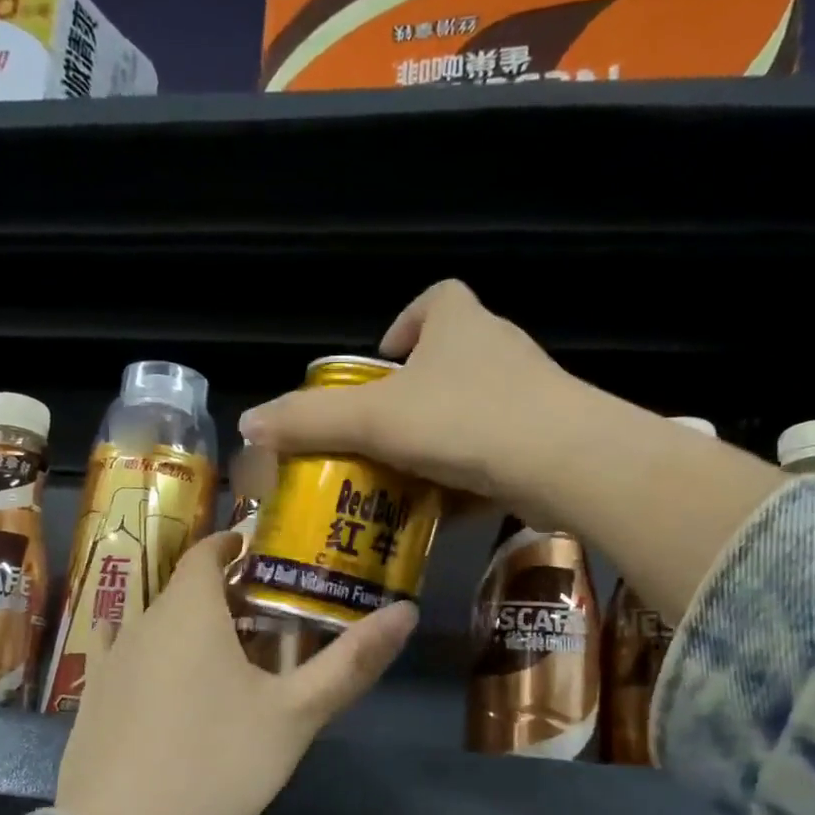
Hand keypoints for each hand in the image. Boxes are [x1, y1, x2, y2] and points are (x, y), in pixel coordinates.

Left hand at [54, 531, 417, 814]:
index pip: (206, 553)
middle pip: (184, 591)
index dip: (233, 546)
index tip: (260, 552)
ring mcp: (109, 662)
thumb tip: (407, 611)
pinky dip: (151, 658)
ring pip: (155, 626)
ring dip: (188, 628)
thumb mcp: (295, 715)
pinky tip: (164, 684)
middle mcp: (141, 623)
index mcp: (189, 611)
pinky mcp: (89, 701)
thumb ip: (351, 662)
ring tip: (223, 655)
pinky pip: (124, 659)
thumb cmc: (218, 765)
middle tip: (265, 617)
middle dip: (223, 594)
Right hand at [236, 280, 583, 525]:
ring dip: (437, 443)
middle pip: (450, 362)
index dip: (406, 323)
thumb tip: (248, 422)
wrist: (566, 464)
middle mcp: (497, 352)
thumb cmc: (464, 421)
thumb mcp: (375, 421)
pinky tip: (440, 513)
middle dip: (413, 397)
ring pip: (471, 414)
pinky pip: (493, 455)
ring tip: (400, 479)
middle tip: (377, 434)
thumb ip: (311, 421)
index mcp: (460, 326)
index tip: (382, 360)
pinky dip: (465, 479)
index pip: (437, 300)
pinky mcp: (544, 442)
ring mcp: (527, 398)